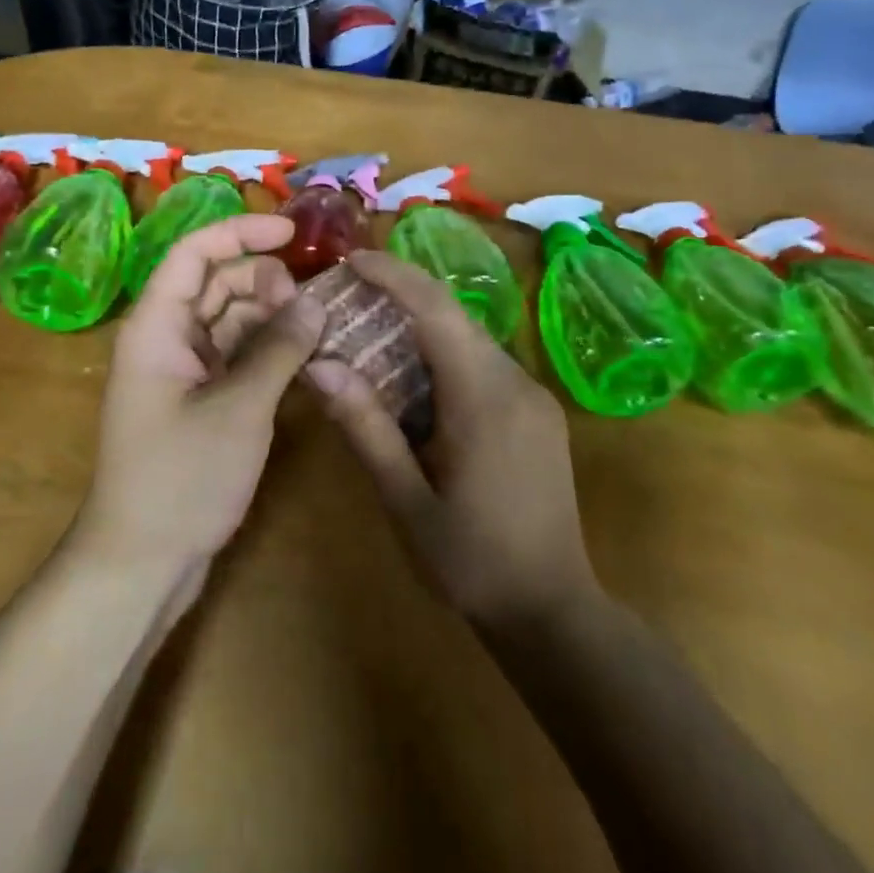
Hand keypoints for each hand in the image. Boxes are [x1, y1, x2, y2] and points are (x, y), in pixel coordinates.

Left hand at [75, 214, 326, 591]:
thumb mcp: (239, 409)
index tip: (293, 232)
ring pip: (231, 318)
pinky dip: (268, 349)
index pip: (195, 252)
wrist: (142, 563)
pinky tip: (305, 356)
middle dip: (265, 281)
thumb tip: (315, 303)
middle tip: (311, 306)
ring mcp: (184, 369)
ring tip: (318, 328)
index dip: (241, 231)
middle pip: (217, 282)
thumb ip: (278, 349)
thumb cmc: (181, 479)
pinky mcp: (201, 398)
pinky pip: (237, 353)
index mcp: (157, 325)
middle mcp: (167, 337)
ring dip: (272, 316)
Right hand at [305, 250, 597, 631]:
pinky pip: (483, 364)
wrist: (554, 613)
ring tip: (370, 336)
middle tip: (347, 298)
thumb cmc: (472, 562)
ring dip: (420, 327)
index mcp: (484, 398)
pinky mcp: (536, 412)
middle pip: (453, 317)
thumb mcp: (407, 501)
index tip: (350, 259)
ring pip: (468, 338)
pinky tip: (413, 382)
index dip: (393, 275)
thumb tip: (319, 367)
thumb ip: (366, 429)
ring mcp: (532, 396)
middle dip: (400, 297)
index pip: (436, 310)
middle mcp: (515, 382)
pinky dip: (442, 355)